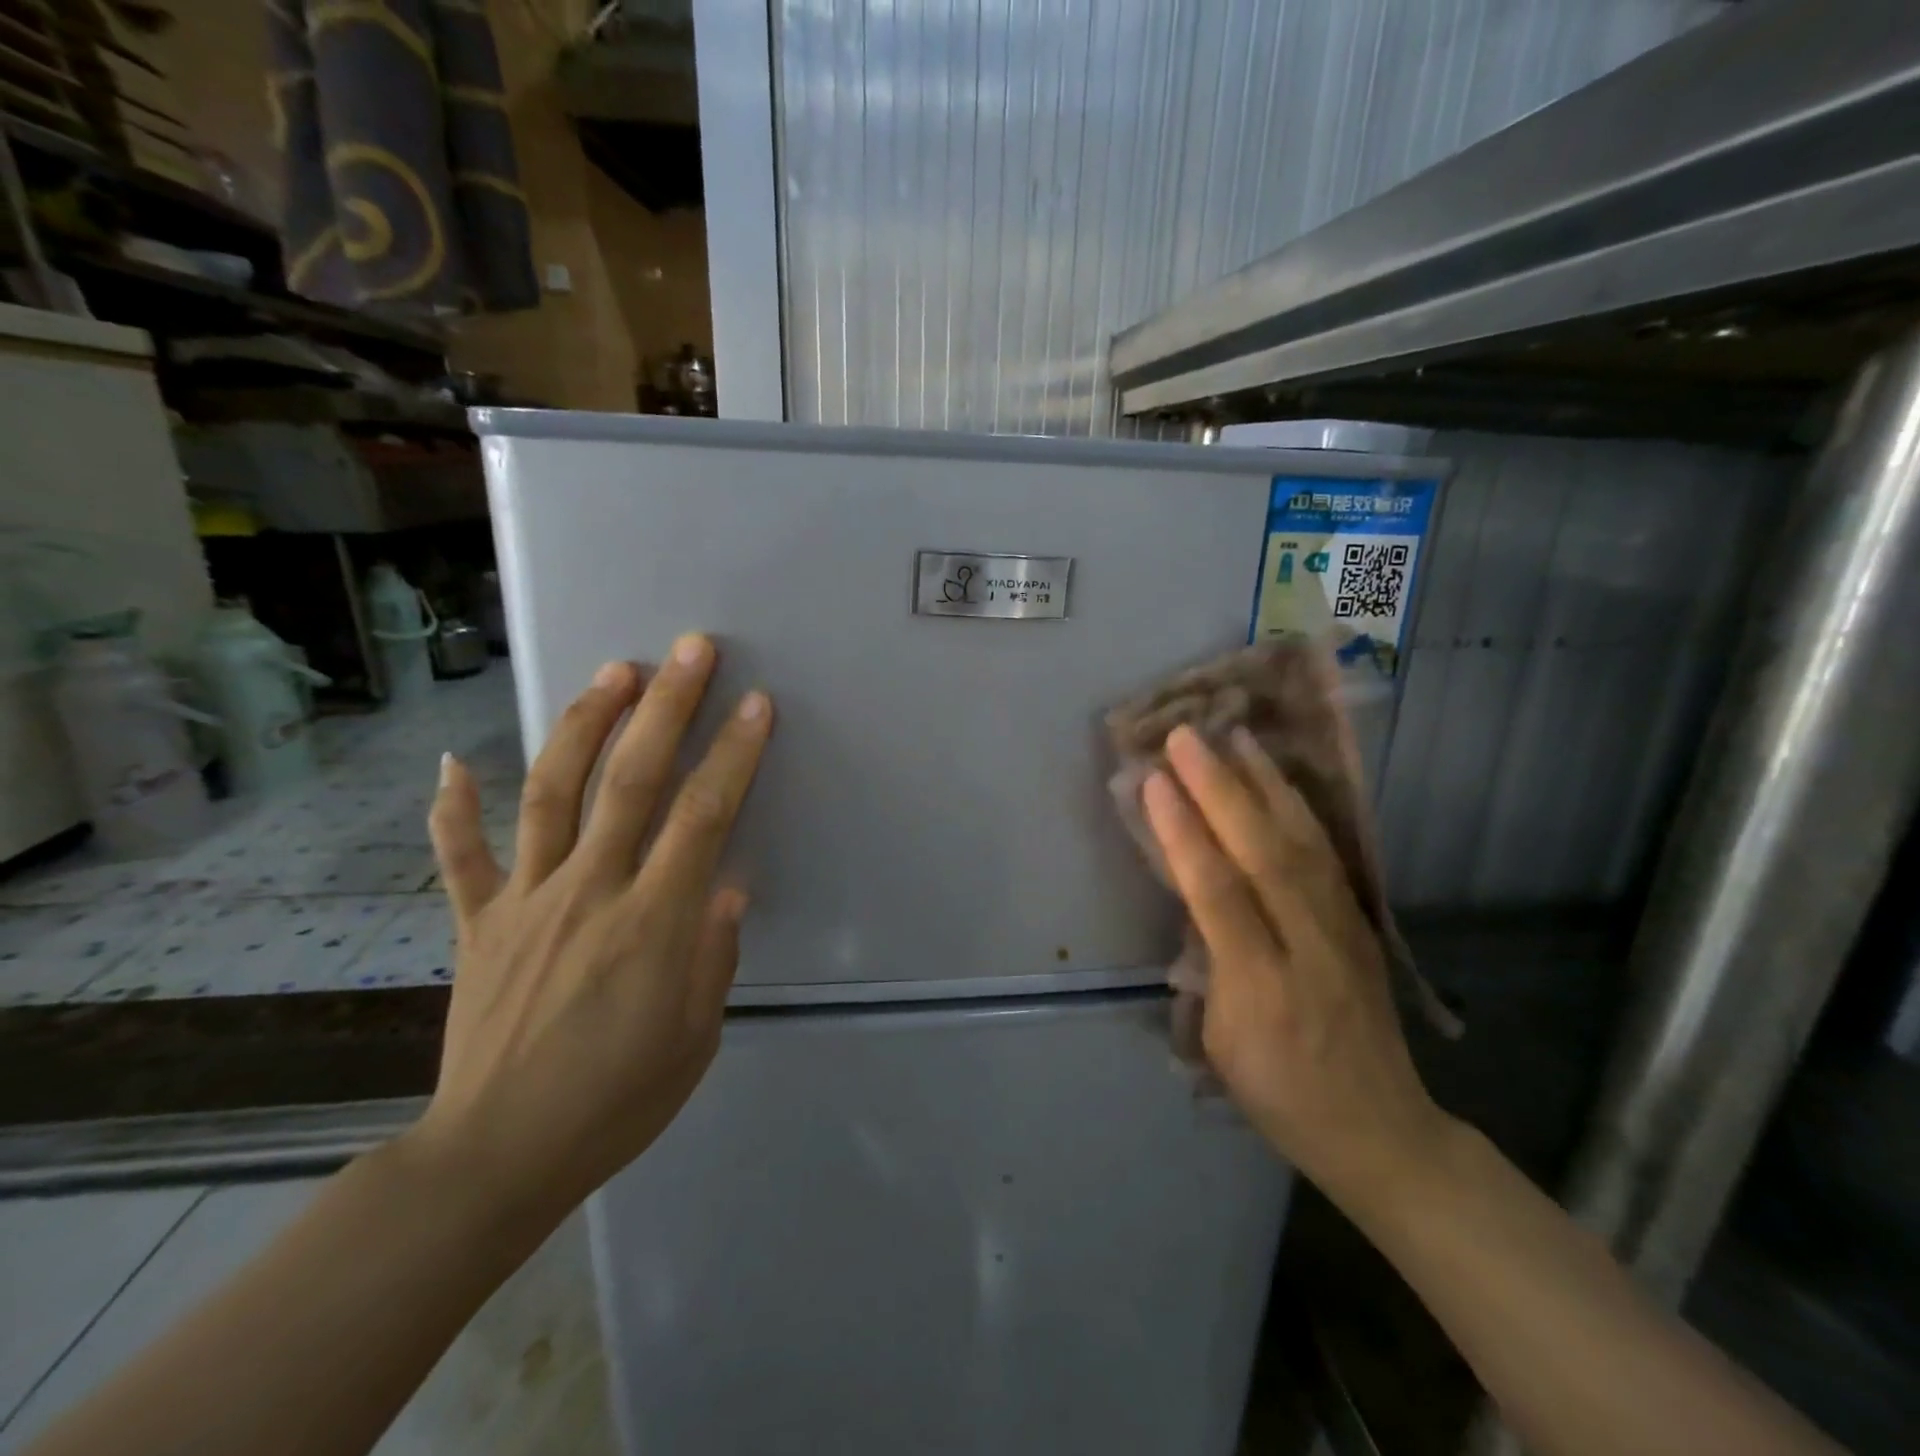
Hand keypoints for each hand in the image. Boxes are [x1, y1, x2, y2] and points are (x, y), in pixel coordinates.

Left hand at [410, 635, 771, 1219]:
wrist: (497, 1158)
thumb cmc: (616, 1101)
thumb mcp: (695, 1037)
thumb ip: (713, 954)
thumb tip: (727, 885)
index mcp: (652, 922)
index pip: (703, 817)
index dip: (733, 754)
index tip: (755, 704)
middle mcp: (589, 891)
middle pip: (632, 780)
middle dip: (667, 707)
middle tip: (688, 650)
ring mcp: (526, 901)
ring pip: (553, 793)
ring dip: (583, 724)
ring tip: (611, 673)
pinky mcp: (478, 924)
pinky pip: (462, 858)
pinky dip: (453, 808)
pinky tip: (452, 762)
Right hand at [1141, 724, 1452, 1206]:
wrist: (1381, 1129)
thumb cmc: (1280, 1093)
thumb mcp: (1223, 1043)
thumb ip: (1212, 963)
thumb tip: (1201, 896)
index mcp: (1262, 988)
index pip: (1219, 894)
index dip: (1185, 834)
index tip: (1154, 781)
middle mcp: (1309, 947)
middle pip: (1264, 854)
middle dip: (1220, 789)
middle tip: (1187, 736)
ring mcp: (1343, 930)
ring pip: (1302, 842)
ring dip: (1265, 783)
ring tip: (1236, 736)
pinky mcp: (1360, 921)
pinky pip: (1325, 854)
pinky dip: (1298, 809)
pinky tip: (1279, 781)